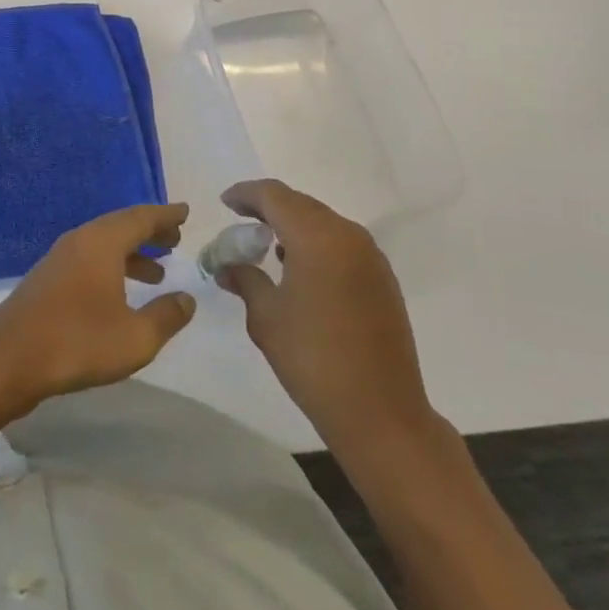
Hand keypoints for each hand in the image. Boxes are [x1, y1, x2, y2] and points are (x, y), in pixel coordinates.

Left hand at [0, 203, 195, 416]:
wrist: (8, 359)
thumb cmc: (77, 342)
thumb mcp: (134, 338)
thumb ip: (165, 317)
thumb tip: (187, 298)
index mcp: (102, 241)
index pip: (141, 217)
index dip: (166, 216)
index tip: (186, 211)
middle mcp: (81, 239)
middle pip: (121, 225)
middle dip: (150, 232)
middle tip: (175, 240)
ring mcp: (60, 257)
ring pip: (104, 243)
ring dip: (131, 252)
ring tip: (157, 272)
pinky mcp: (48, 278)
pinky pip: (89, 258)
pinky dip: (112, 265)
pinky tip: (118, 292)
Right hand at [216, 179, 439, 454]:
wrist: (382, 414)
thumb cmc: (314, 360)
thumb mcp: (266, 318)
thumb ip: (245, 280)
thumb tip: (227, 266)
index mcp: (317, 237)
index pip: (274, 196)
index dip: (246, 194)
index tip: (225, 202)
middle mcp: (347, 235)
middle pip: (301, 204)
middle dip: (269, 207)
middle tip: (242, 220)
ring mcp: (370, 256)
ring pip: (323, 222)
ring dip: (294, 224)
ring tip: (267, 242)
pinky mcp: (383, 279)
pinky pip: (342, 243)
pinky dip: (316, 243)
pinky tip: (301, 267)